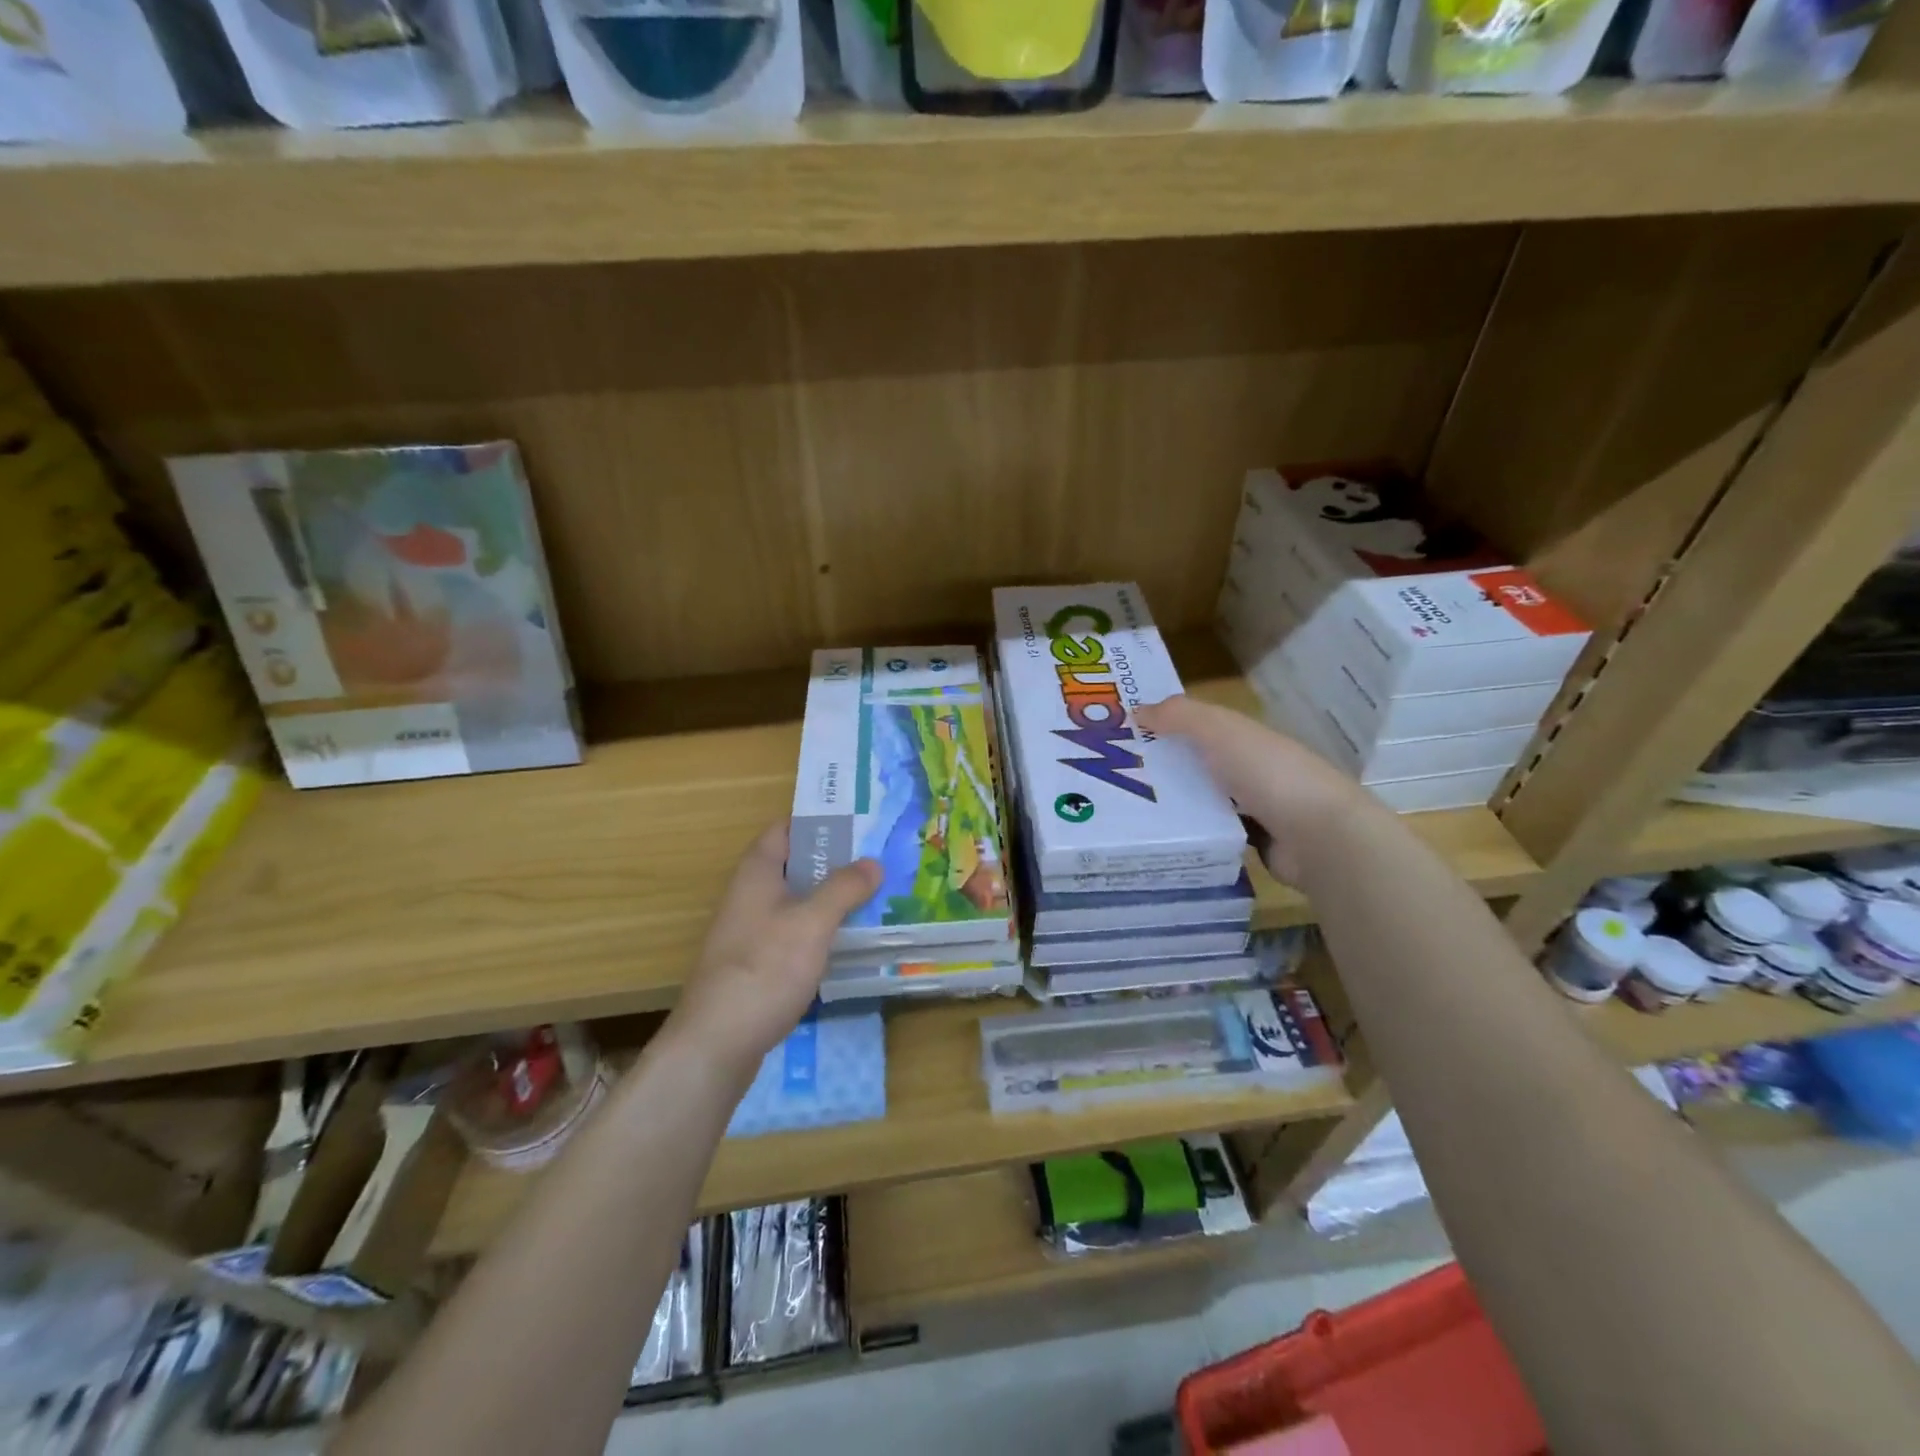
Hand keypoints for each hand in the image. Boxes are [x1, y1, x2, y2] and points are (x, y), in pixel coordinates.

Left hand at [667, 822, 881, 1079]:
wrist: (716, 1043)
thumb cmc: (765, 969)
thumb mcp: (812, 922)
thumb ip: (844, 888)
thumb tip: (873, 862)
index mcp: (756, 873)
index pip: (785, 829)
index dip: (818, 823)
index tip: (858, 824)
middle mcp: (748, 896)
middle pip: (793, 865)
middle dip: (832, 862)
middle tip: (876, 861)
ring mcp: (749, 932)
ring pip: (795, 902)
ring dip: (828, 898)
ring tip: (872, 897)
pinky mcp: (755, 964)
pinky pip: (792, 933)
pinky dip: (818, 930)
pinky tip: (845, 942)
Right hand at [1135, 695, 1376, 886]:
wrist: (1318, 836)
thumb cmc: (1267, 773)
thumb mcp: (1219, 731)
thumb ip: (1179, 715)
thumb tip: (1136, 709)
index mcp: (1246, 737)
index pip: (1199, 727)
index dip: (1164, 726)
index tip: (1124, 735)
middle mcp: (1251, 768)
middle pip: (1198, 764)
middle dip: (1163, 768)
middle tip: (1114, 777)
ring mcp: (1256, 808)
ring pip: (1204, 800)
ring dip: (1175, 803)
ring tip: (1128, 810)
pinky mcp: (1254, 843)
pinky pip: (1213, 832)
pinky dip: (1193, 833)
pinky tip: (1162, 837)